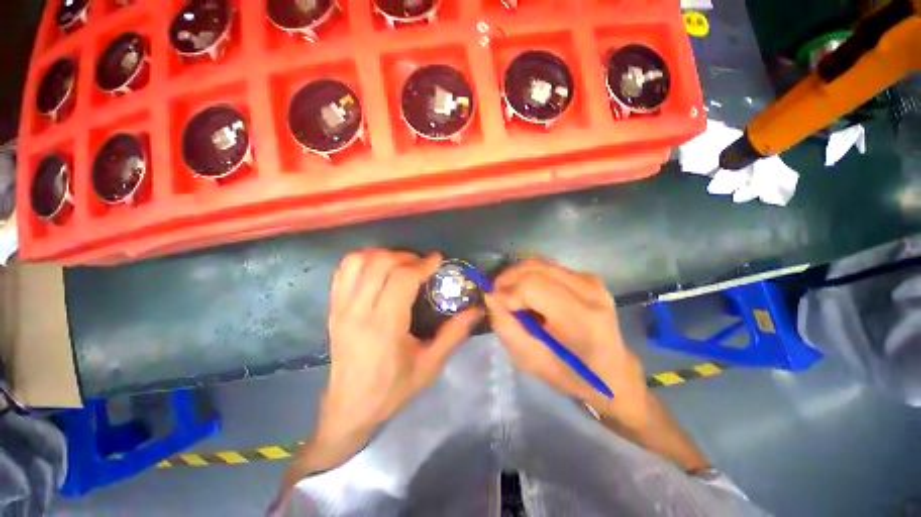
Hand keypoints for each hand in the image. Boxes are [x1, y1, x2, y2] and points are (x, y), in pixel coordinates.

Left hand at [309, 250, 481, 464]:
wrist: (349, 408)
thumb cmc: (393, 389)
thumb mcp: (430, 365)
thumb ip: (454, 334)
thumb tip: (477, 310)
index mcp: (384, 326)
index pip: (402, 279)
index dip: (423, 264)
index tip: (437, 260)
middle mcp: (358, 311)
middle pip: (380, 264)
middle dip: (406, 256)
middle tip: (422, 264)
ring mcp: (341, 308)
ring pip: (358, 261)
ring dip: (383, 255)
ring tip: (401, 264)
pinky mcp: (333, 308)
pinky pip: (343, 271)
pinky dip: (363, 260)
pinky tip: (378, 269)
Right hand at [484, 259, 650, 428]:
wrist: (611, 371)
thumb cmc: (570, 373)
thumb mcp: (530, 360)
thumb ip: (506, 326)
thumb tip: (491, 296)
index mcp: (581, 319)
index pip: (532, 287)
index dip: (508, 292)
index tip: (497, 306)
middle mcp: (590, 292)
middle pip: (535, 269)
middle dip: (508, 279)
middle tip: (497, 295)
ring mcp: (591, 280)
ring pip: (539, 263)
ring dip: (517, 275)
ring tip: (508, 292)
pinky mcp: (588, 277)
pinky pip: (548, 266)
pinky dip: (530, 275)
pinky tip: (526, 291)